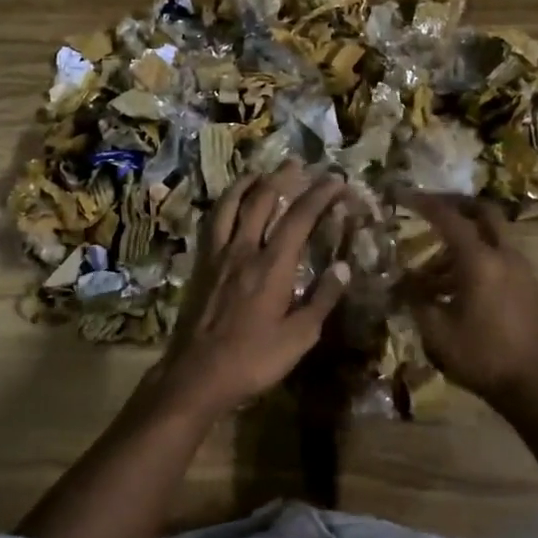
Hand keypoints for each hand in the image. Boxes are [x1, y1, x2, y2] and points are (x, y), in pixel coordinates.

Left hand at [147, 162, 349, 422]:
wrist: (196, 374)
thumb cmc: (253, 360)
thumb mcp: (298, 338)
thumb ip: (321, 299)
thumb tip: (342, 267)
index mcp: (272, 266)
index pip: (299, 218)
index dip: (319, 195)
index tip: (336, 181)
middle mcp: (243, 250)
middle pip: (262, 200)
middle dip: (282, 177)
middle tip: (297, 162)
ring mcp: (217, 255)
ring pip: (230, 205)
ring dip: (247, 183)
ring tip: (259, 171)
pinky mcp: (200, 265)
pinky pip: (211, 223)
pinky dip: (223, 206)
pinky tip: (227, 206)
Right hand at [401, 193, 537, 408]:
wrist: (533, 386)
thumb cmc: (480, 356)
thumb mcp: (436, 331)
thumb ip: (417, 300)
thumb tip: (403, 282)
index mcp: (480, 261)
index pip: (449, 218)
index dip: (424, 203)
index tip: (404, 194)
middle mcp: (505, 256)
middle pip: (482, 212)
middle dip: (455, 205)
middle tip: (429, 209)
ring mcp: (522, 270)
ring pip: (490, 238)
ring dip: (462, 242)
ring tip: (430, 272)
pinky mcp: (528, 286)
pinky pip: (499, 258)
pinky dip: (476, 259)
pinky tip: (455, 287)